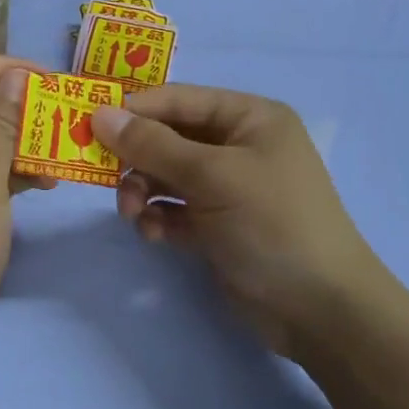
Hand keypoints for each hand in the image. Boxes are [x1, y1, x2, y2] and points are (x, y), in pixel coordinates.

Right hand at [90, 85, 382, 353]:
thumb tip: (99, 114)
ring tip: (134, 215)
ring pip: (166, 176)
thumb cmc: (271, 223)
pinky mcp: (217, 226)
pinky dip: (159, 218)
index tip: (89, 125)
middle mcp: (238, 147)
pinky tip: (155, 236)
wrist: (319, 309)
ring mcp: (228, 188)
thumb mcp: (211, 176)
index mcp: (249, 118)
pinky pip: (174, 210)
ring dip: (143, 192)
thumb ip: (152, 145)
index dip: (134, 110)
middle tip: (108, 180)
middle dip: (137, 159)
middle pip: (168, 138)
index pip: (178, 99)